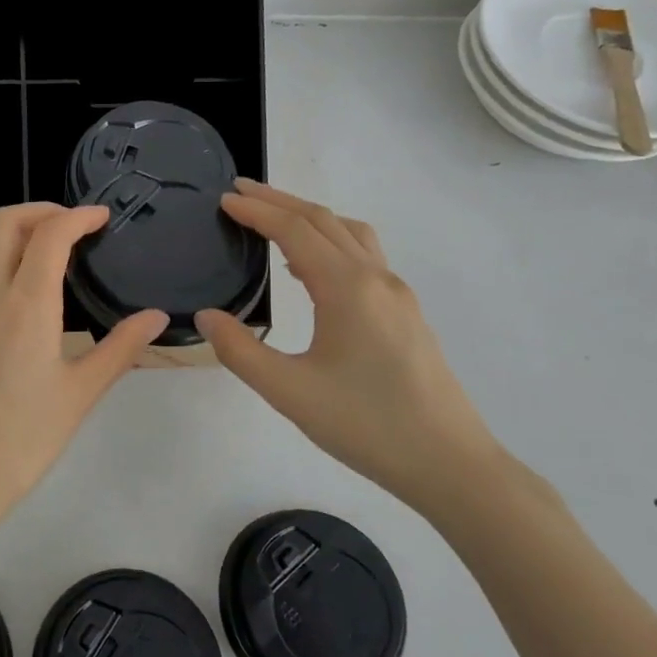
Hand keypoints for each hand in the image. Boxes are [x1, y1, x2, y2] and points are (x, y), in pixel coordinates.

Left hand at [0, 203, 167, 536]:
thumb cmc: (23, 440)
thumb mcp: (80, 393)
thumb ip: (122, 347)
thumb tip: (158, 316)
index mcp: (25, 305)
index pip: (50, 233)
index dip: (78, 215)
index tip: (101, 217)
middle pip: (4, 221)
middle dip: (41, 211)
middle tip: (72, 226)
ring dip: (9, 230)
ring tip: (41, 249)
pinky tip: (8, 288)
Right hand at [196, 179, 501, 518]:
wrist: (448, 463)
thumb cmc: (366, 425)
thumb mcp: (289, 392)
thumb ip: (241, 350)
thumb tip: (208, 316)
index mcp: (347, 288)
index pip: (294, 230)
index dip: (257, 211)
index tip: (224, 199)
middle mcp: (376, 278)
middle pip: (324, 220)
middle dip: (279, 202)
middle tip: (240, 193)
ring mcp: (397, 294)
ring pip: (350, 234)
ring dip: (310, 219)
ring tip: (273, 223)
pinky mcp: (406, 313)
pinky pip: (364, 257)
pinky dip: (332, 243)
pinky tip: (311, 272)